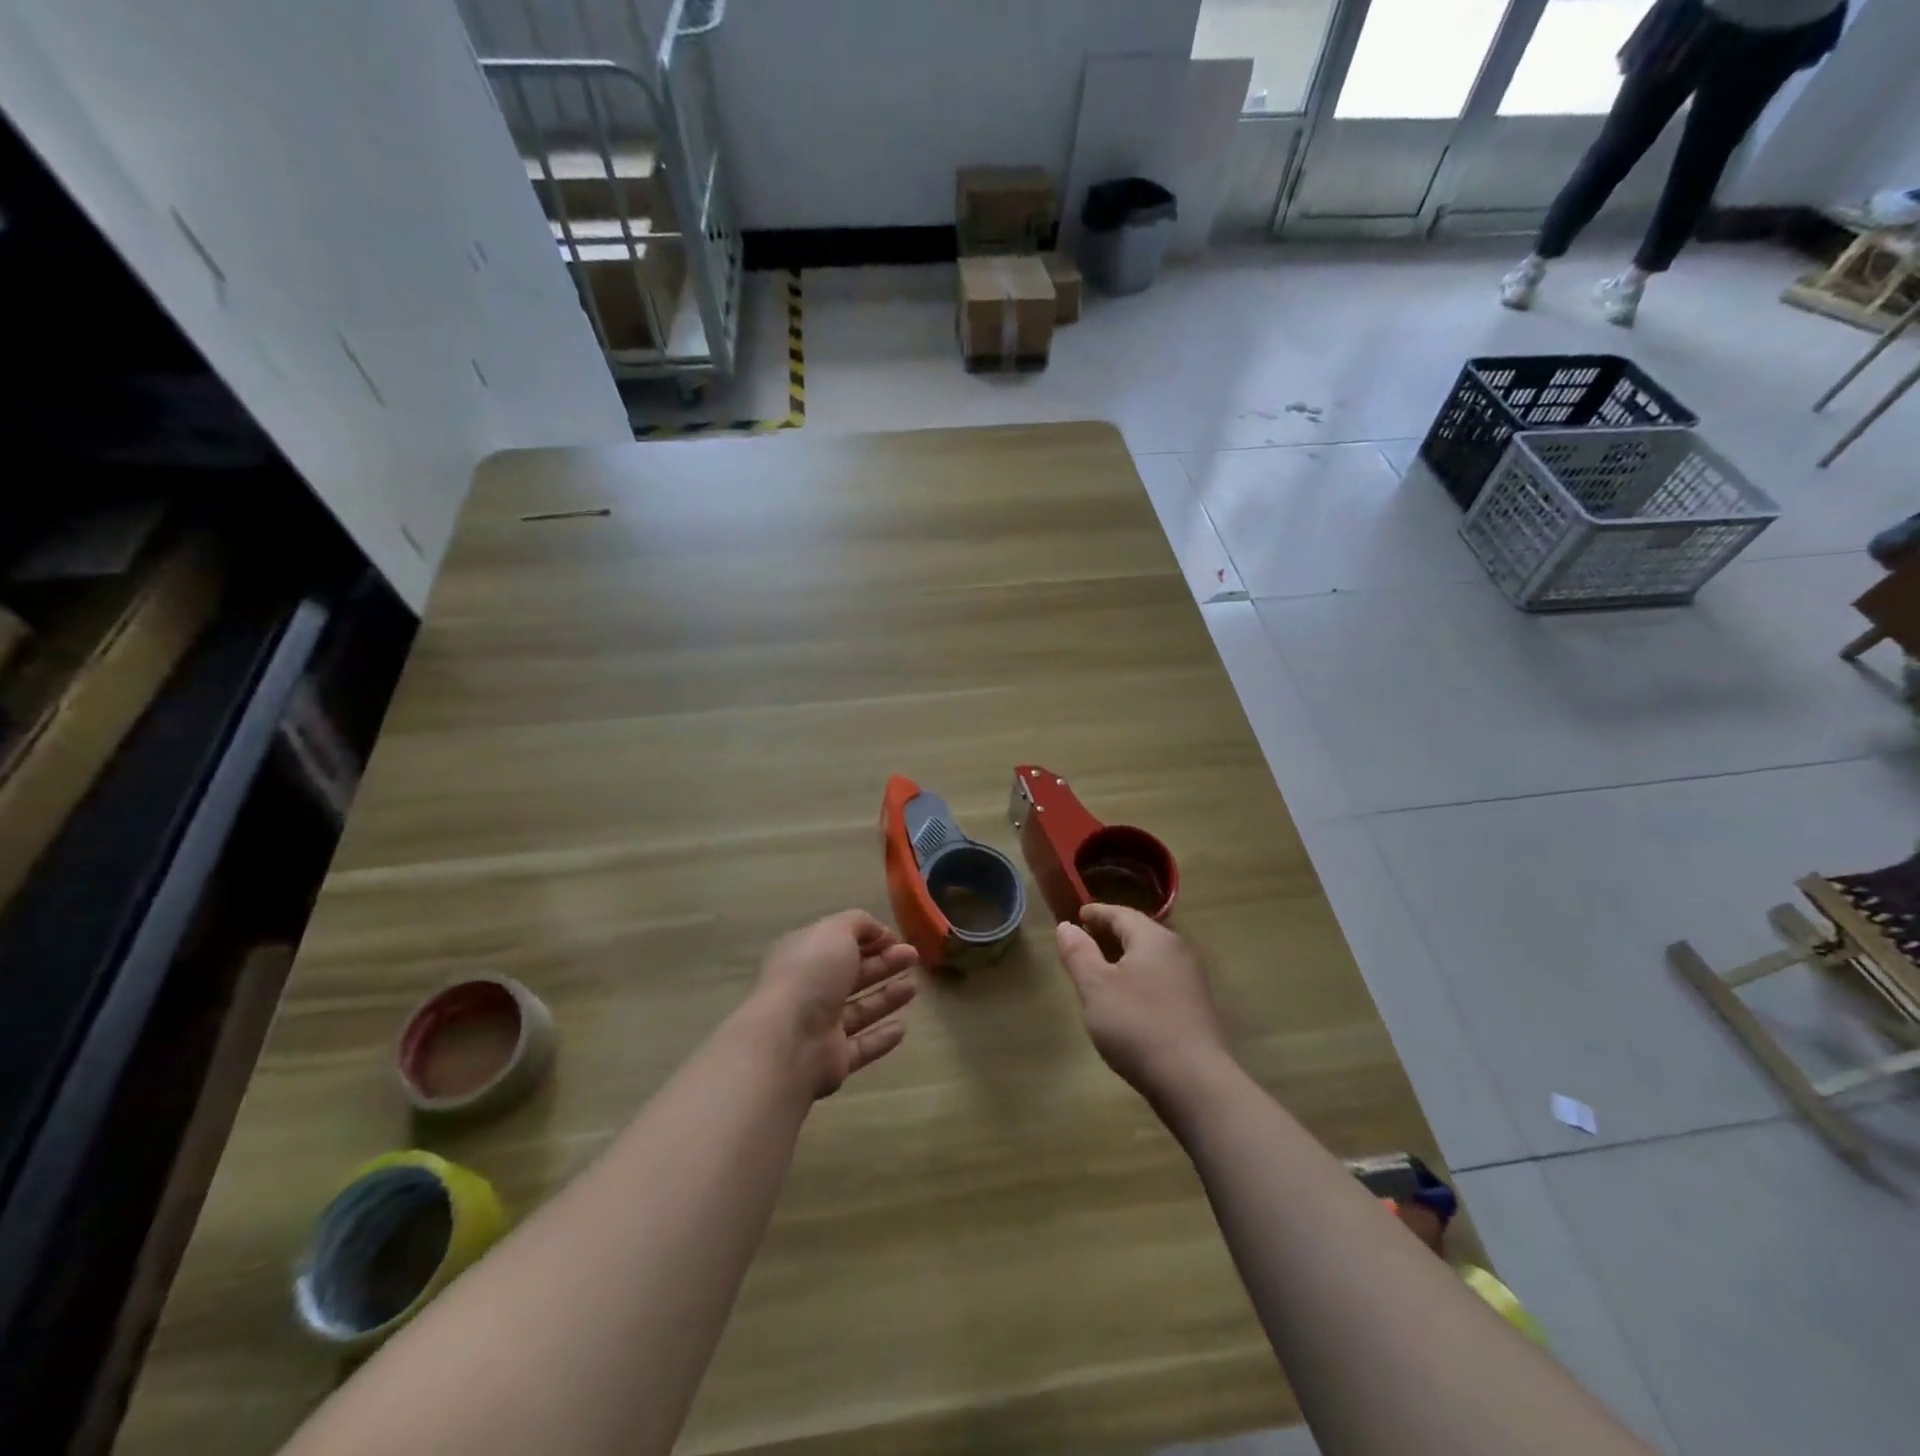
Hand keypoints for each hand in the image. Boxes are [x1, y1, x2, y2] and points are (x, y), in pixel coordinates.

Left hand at [748, 910, 918, 1098]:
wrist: (788, 1040)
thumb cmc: (811, 975)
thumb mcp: (835, 931)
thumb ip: (858, 924)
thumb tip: (878, 932)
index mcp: (804, 956)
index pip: (838, 943)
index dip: (868, 939)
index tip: (896, 938)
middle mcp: (809, 990)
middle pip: (852, 975)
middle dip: (884, 964)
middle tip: (913, 957)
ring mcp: (819, 1027)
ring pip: (858, 1010)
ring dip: (886, 998)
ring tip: (913, 988)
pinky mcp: (832, 1060)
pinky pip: (861, 1047)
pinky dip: (880, 1038)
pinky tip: (902, 1028)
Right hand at [1055, 905, 1230, 1100]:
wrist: (1194, 1082)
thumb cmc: (1137, 1026)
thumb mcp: (1096, 988)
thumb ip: (1079, 954)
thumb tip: (1066, 926)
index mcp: (1154, 938)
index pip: (1121, 914)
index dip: (1096, 913)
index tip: (1077, 915)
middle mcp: (1177, 950)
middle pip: (1139, 932)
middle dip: (1111, 933)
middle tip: (1085, 939)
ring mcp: (1191, 979)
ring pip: (1151, 956)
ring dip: (1125, 956)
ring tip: (1101, 967)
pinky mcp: (1195, 1007)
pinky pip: (1160, 977)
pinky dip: (1139, 976)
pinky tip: (1127, 996)